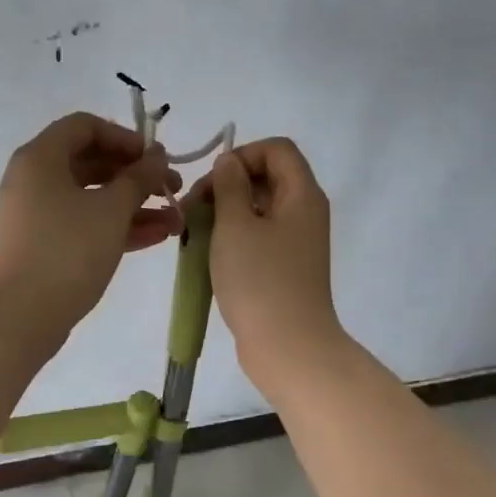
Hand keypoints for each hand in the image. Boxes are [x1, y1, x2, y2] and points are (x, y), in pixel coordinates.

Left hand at [0, 112, 181, 342]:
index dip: (125, 138)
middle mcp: (33, 181)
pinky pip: (83, 225)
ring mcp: (37, 216)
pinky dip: (116, 228)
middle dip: (136, 176)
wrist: (22, 315)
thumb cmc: (68, 251)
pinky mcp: (43, 247)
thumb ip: (139, 178)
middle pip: (91, 163)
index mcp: (41, 158)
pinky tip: (155, 239)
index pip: (85, 127)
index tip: (157, 159)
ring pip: (91, 199)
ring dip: (134, 207)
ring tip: (176, 222)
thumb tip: (157, 157)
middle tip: (173, 190)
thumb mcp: (112, 210)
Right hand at [203, 137, 348, 396]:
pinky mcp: (285, 269)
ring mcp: (296, 244)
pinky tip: (207, 257)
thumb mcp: (236, 226)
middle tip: (191, 210)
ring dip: (224, 215)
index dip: (242, 155)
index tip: (211, 182)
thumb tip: (229, 163)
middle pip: (267, 178)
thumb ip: (229, 187)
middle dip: (226, 186)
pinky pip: (258, 240)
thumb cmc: (260, 281)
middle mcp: (305, 214)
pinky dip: (233, 240)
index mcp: (302, 195)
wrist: (288, 347)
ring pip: (258, 211)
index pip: (277, 149)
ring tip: (192, 235)